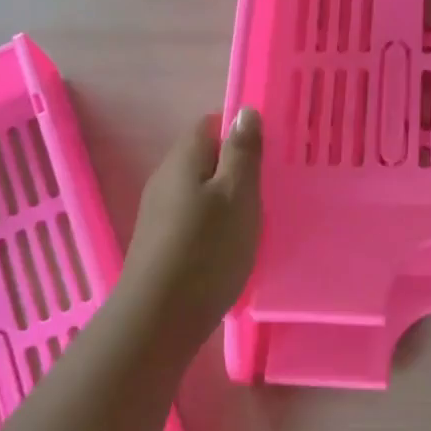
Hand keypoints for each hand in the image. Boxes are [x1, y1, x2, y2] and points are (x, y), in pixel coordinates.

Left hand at [115, 109, 262, 349]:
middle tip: (270, 188)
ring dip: (227, 198)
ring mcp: (159, 212)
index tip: (269, 154)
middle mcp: (165, 179)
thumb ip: (242, 152)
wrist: (159, 318)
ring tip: (257, 218)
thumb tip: (244, 111)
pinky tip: (232, 245)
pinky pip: (194, 217)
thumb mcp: (237, 194)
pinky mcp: (161, 242)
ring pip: (200, 190)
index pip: (210, 125)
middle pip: (204, 158)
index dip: (240, 133)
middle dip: (237, 167)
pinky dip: (215, 223)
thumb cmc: (207, 249)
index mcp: (183, 159)